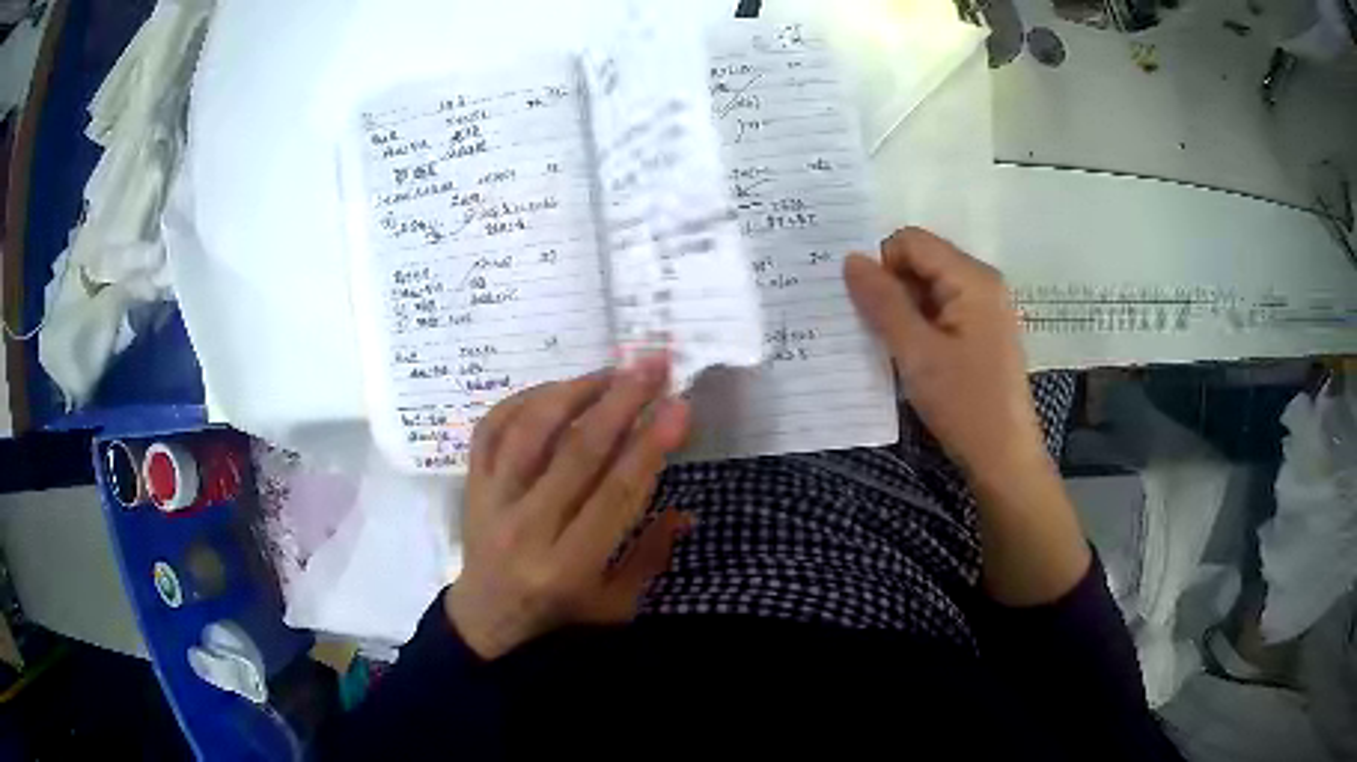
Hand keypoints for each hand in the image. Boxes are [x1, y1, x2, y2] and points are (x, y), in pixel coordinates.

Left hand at [447, 356, 691, 659]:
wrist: (485, 618)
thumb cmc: (559, 613)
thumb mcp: (615, 604)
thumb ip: (650, 557)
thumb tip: (686, 511)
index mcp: (567, 565)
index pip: (614, 494)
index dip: (649, 446)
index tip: (679, 407)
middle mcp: (525, 527)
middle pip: (575, 451)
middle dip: (621, 401)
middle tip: (654, 365)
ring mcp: (490, 500)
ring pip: (529, 430)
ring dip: (574, 391)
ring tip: (612, 371)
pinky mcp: (471, 483)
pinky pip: (491, 428)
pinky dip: (523, 400)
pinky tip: (558, 390)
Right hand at [844, 227, 1044, 479]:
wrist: (1004, 457)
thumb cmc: (964, 403)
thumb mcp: (916, 352)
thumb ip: (883, 302)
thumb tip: (850, 259)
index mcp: (972, 278)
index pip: (912, 241)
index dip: (881, 264)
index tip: (863, 305)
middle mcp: (982, 282)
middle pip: (922, 260)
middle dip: (890, 286)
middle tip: (869, 327)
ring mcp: (985, 308)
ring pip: (929, 287)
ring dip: (902, 308)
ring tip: (886, 345)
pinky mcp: (982, 331)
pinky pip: (941, 310)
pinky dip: (919, 324)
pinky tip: (909, 355)